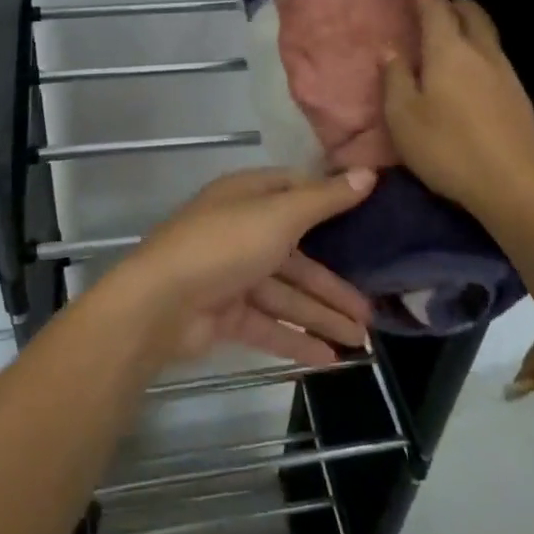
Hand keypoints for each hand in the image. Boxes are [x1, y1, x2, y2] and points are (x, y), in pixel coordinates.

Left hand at [114, 167, 377, 366]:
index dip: (330, 202)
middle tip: (372, 310)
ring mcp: (232, 274)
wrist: (160, 303)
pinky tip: (331, 360)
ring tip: (362, 343)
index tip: (369, 217)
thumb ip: (324, 199)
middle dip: (333, 283)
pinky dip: (297, 340)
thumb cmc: (224, 245)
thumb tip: (369, 173)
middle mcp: (241, 230)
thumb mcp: (279, 216)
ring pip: (286, 295)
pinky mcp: (226, 314)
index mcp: (249, 197)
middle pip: (297, 255)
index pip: (295, 192)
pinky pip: (270, 325)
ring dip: (322, 317)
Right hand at [381, 0, 533, 218]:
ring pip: (487, 33)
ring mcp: (505, 73)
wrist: (515, 186)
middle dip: (451, 3)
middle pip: (471, 12)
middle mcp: (481, 52)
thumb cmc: (448, 148)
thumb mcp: (403, 117)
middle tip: (431, 8)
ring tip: (447, 37)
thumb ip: (395, 79)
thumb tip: (390, 50)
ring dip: (467, 25)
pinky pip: (494, 56)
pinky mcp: (518, 95)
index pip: (436, 9)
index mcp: (449, 51)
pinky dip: (478, 49)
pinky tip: (467, 71)